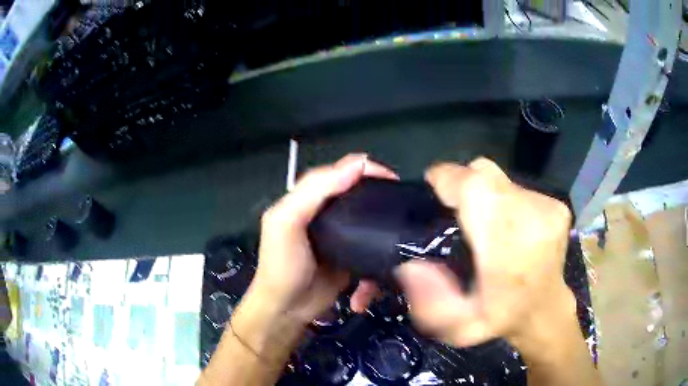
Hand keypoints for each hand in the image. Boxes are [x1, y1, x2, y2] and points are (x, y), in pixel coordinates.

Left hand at [250, 154, 394, 323]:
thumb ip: (314, 191)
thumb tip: (357, 165)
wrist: (287, 310)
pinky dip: (373, 275)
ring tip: (395, 247)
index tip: (392, 180)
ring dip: (383, 239)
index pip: (340, 172)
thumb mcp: (287, 223)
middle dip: (381, 201)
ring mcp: (341, 238)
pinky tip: (366, 291)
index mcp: (309, 199)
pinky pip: (372, 256)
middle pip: (360, 196)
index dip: (365, 169)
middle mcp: (326, 214)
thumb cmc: (283, 266)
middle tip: (401, 208)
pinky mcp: (351, 260)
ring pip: (371, 227)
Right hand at [395, 158, 574, 347]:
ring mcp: (549, 208)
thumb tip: (412, 266)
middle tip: (453, 210)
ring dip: (484, 195)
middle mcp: (534, 218)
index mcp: (509, 249)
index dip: (448, 180)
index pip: (475, 186)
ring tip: (483, 225)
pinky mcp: (556, 205)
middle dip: (462, 183)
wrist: (545, 312)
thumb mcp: (457, 327)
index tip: (432, 190)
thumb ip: (430, 302)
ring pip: (500, 178)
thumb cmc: (501, 319)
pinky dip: (504, 200)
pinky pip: (517, 187)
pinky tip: (506, 227)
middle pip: (485, 173)